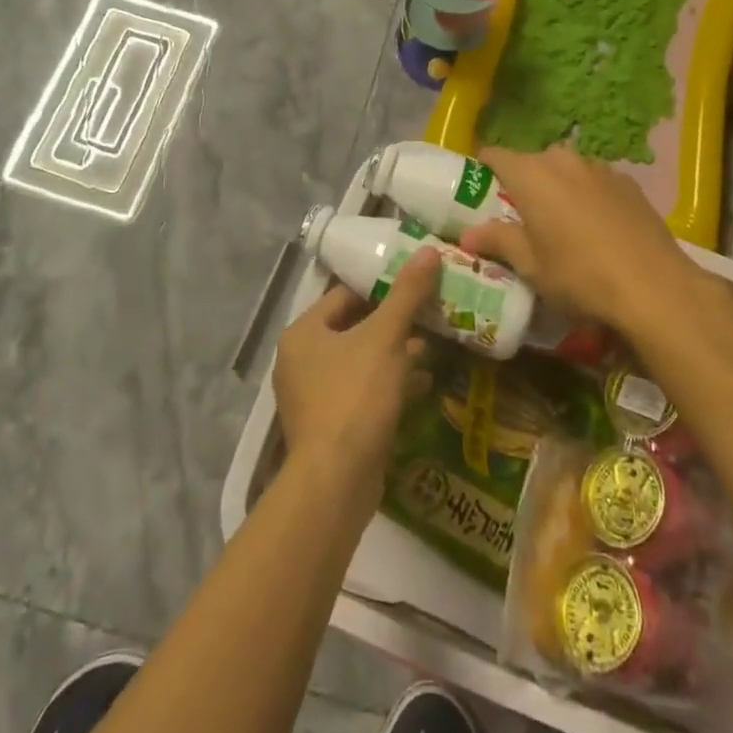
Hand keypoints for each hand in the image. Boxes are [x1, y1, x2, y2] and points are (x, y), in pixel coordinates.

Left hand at [273, 247, 439, 506]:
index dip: (381, 288)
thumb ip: (407, 293)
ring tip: (431, 349)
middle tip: (428, 316)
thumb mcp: (387, 337)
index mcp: (303, 333)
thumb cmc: (356, 396)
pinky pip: (362, 393)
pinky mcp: (330, 427)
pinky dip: (389, 385)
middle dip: (392, 325)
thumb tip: (429, 250)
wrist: (337, 482)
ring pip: (360, 363)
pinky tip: (423, 384)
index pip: (344, 295)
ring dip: (394, 356)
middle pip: (353, 329)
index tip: (415, 286)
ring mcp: (312, 397)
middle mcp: (301, 361)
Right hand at [460, 145, 699, 331]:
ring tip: (561, 223)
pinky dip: (587, 196)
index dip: (483, 169)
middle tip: (520, 217)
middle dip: (523, 183)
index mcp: (530, 174)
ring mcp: (599, 167)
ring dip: (558, 188)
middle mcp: (562, 159)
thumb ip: (497, 241)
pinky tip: (597, 228)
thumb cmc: (579, 275)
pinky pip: (594, 181)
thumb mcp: (530, 266)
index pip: (494, 155)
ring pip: (566, 170)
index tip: (479, 190)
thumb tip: (466, 234)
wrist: (654, 287)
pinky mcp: (628, 182)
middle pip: (532, 162)